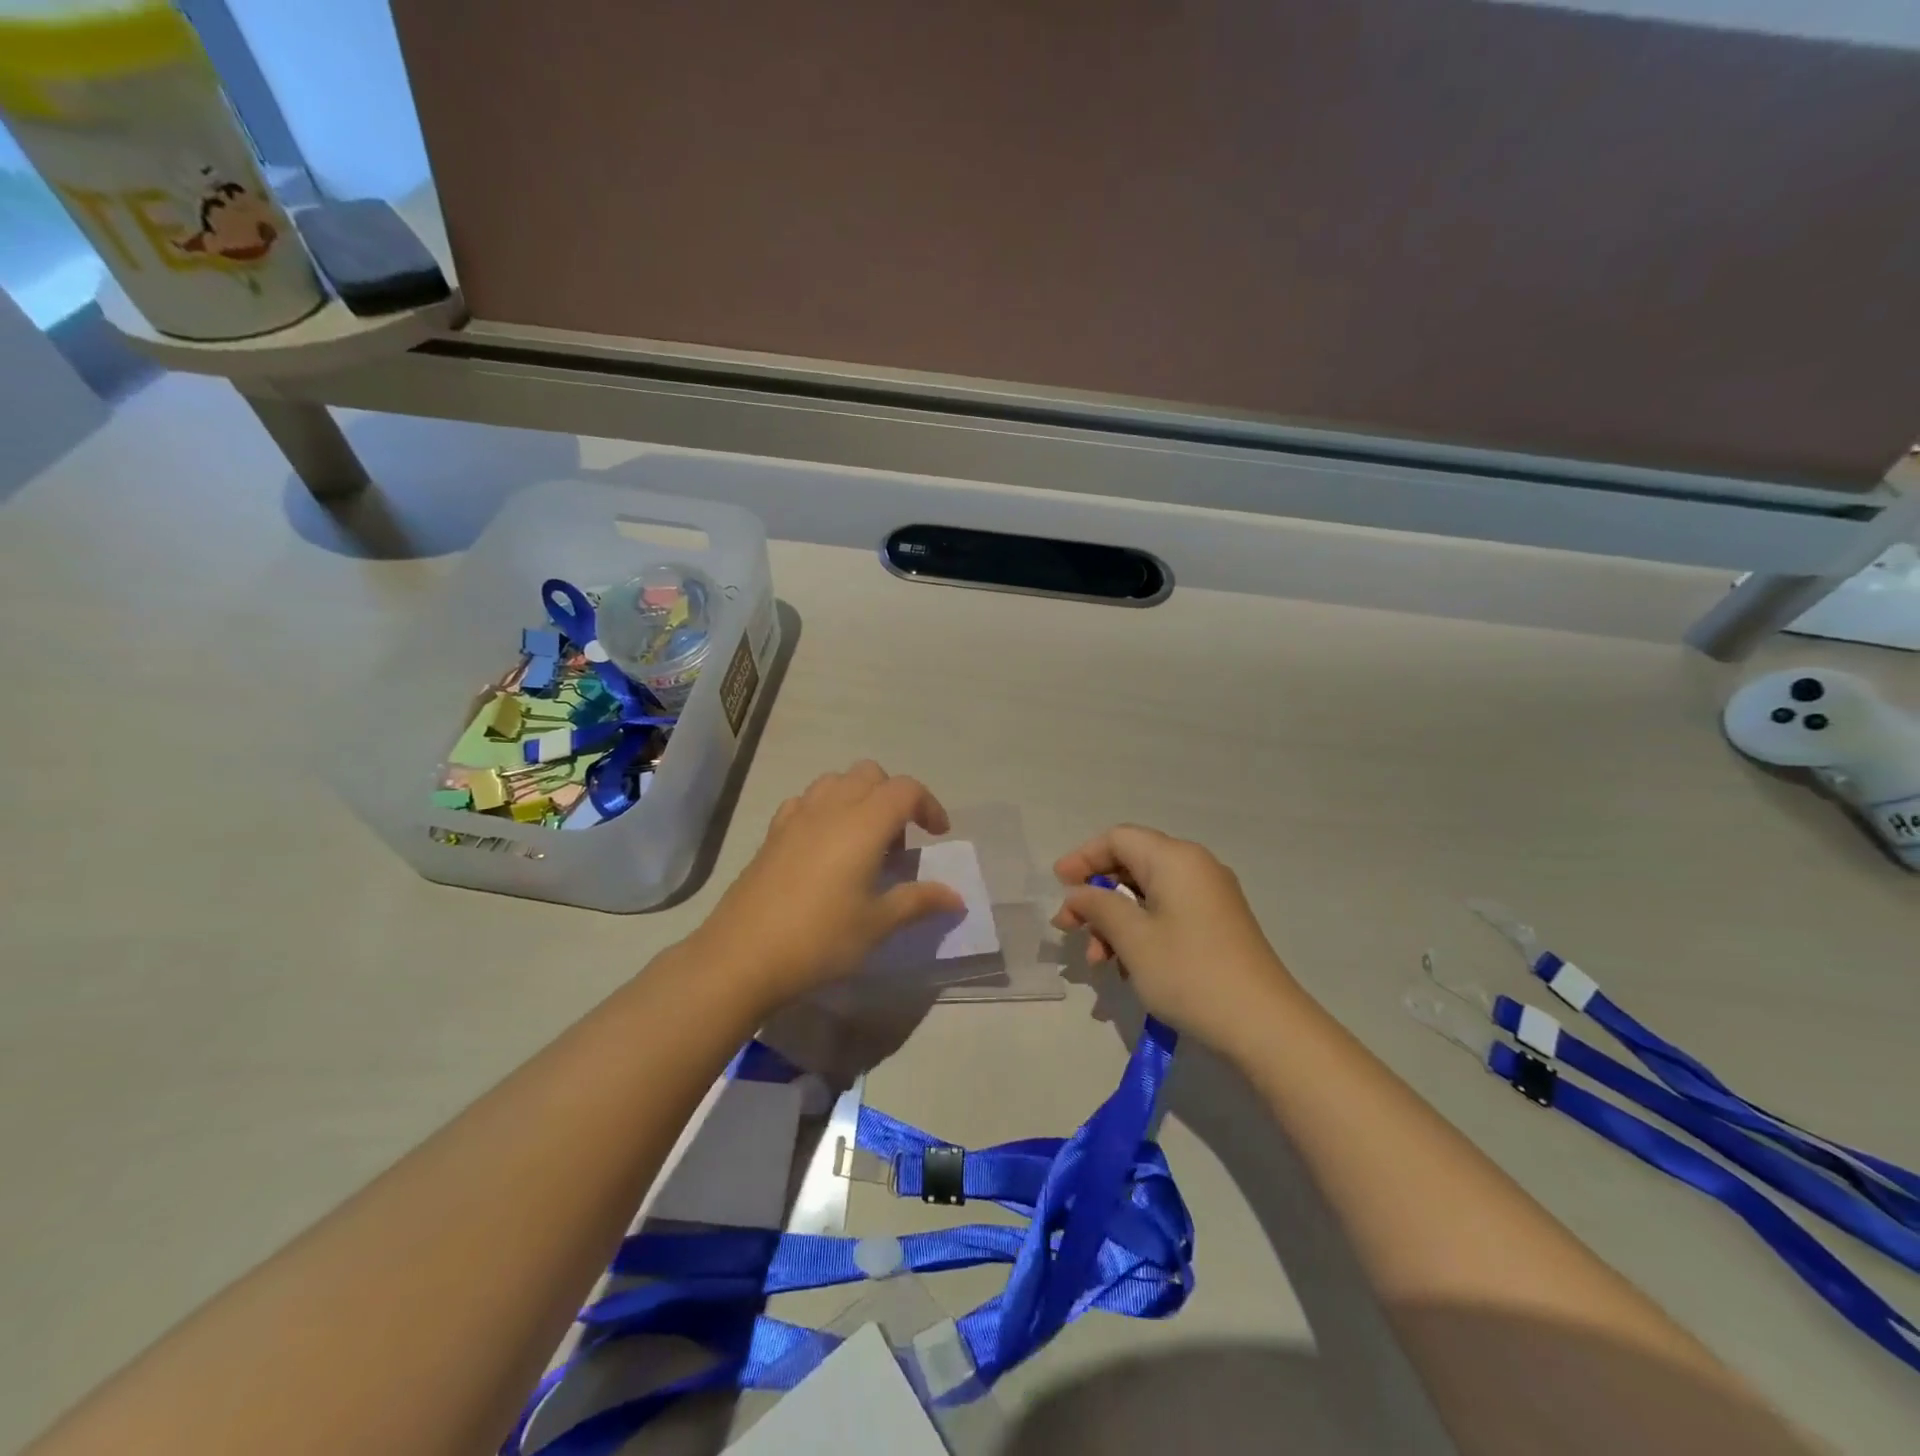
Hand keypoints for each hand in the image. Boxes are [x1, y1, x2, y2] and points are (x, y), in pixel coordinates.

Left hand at [696, 762, 964, 1008]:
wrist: (742, 955)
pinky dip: (825, 809)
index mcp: (864, 823)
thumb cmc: (821, 938)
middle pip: (871, 774)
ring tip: (863, 840)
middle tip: (899, 841)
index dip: (929, 805)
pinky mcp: (773, 833)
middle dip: (894, 796)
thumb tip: (956, 898)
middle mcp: (831, 807)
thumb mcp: (878, 924)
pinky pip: (806, 801)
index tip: (938, 835)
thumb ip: (919, 902)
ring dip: (859, 797)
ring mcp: (797, 816)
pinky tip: (824, 846)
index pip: (906, 789)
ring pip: (836, 781)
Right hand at [1051, 825, 1301, 1058]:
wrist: (1264, 1026)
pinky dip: (1141, 932)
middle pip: (1132, 864)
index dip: (1083, 858)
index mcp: (1175, 859)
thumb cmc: (1190, 973)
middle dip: (1097, 896)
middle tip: (1070, 928)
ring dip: (1115, 921)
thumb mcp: (1133, 938)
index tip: (1058, 886)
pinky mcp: (1218, 925)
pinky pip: (1168, 913)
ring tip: (1099, 962)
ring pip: (1148, 894)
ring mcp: (1211, 897)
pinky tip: (1128, 968)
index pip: (1118, 839)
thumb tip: (1079, 894)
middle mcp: (1195, 867)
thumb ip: (1098, 906)